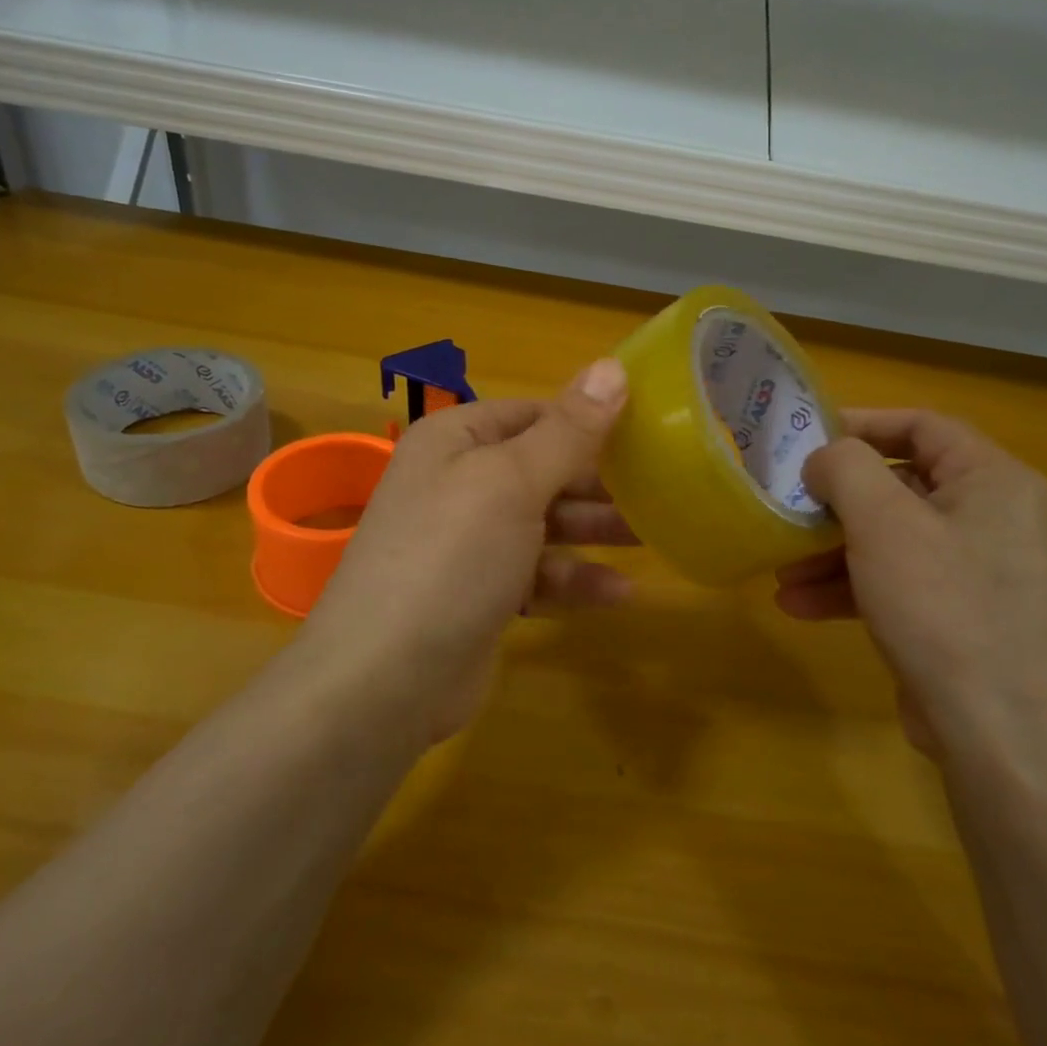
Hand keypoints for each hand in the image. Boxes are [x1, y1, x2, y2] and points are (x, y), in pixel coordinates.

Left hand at [299, 359, 634, 740]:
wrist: (385, 680)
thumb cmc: (452, 558)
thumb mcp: (513, 482)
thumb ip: (568, 429)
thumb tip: (613, 366)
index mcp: (457, 440)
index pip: (534, 413)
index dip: (588, 420)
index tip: (647, 431)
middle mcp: (459, 483)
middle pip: (544, 469)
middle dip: (598, 481)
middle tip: (661, 489)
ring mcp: (468, 543)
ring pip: (545, 523)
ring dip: (594, 531)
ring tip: (650, 537)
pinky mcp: (481, 595)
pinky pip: (537, 575)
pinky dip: (574, 581)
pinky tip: (619, 593)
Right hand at [775, 409, 1046, 758]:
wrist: (998, 730)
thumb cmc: (942, 605)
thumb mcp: (882, 522)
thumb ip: (845, 468)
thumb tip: (825, 461)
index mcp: (994, 480)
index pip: (923, 426)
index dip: (862, 424)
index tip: (808, 439)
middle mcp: (995, 518)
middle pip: (901, 487)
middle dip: (835, 504)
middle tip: (788, 510)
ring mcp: (981, 572)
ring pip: (894, 540)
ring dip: (833, 552)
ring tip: (781, 571)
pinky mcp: (964, 616)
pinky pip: (901, 582)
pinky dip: (853, 588)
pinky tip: (799, 606)